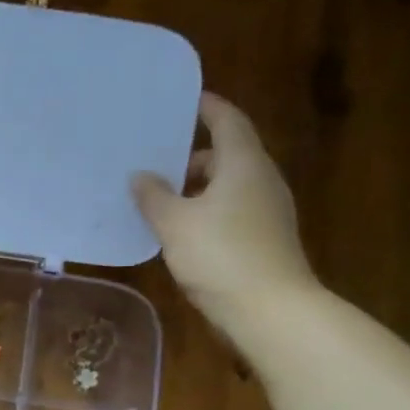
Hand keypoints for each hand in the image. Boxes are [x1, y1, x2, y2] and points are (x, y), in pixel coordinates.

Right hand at [131, 92, 319, 335]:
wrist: (269, 308)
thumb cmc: (220, 255)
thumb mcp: (175, 224)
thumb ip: (154, 197)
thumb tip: (140, 176)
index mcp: (244, 164)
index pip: (227, 121)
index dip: (207, 107)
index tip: (186, 101)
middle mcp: (261, 179)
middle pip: (229, 154)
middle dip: (195, 155)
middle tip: (158, 159)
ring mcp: (268, 210)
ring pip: (230, 185)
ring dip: (199, 186)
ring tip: (163, 198)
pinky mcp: (265, 237)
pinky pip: (233, 210)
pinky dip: (208, 209)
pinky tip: (183, 229)